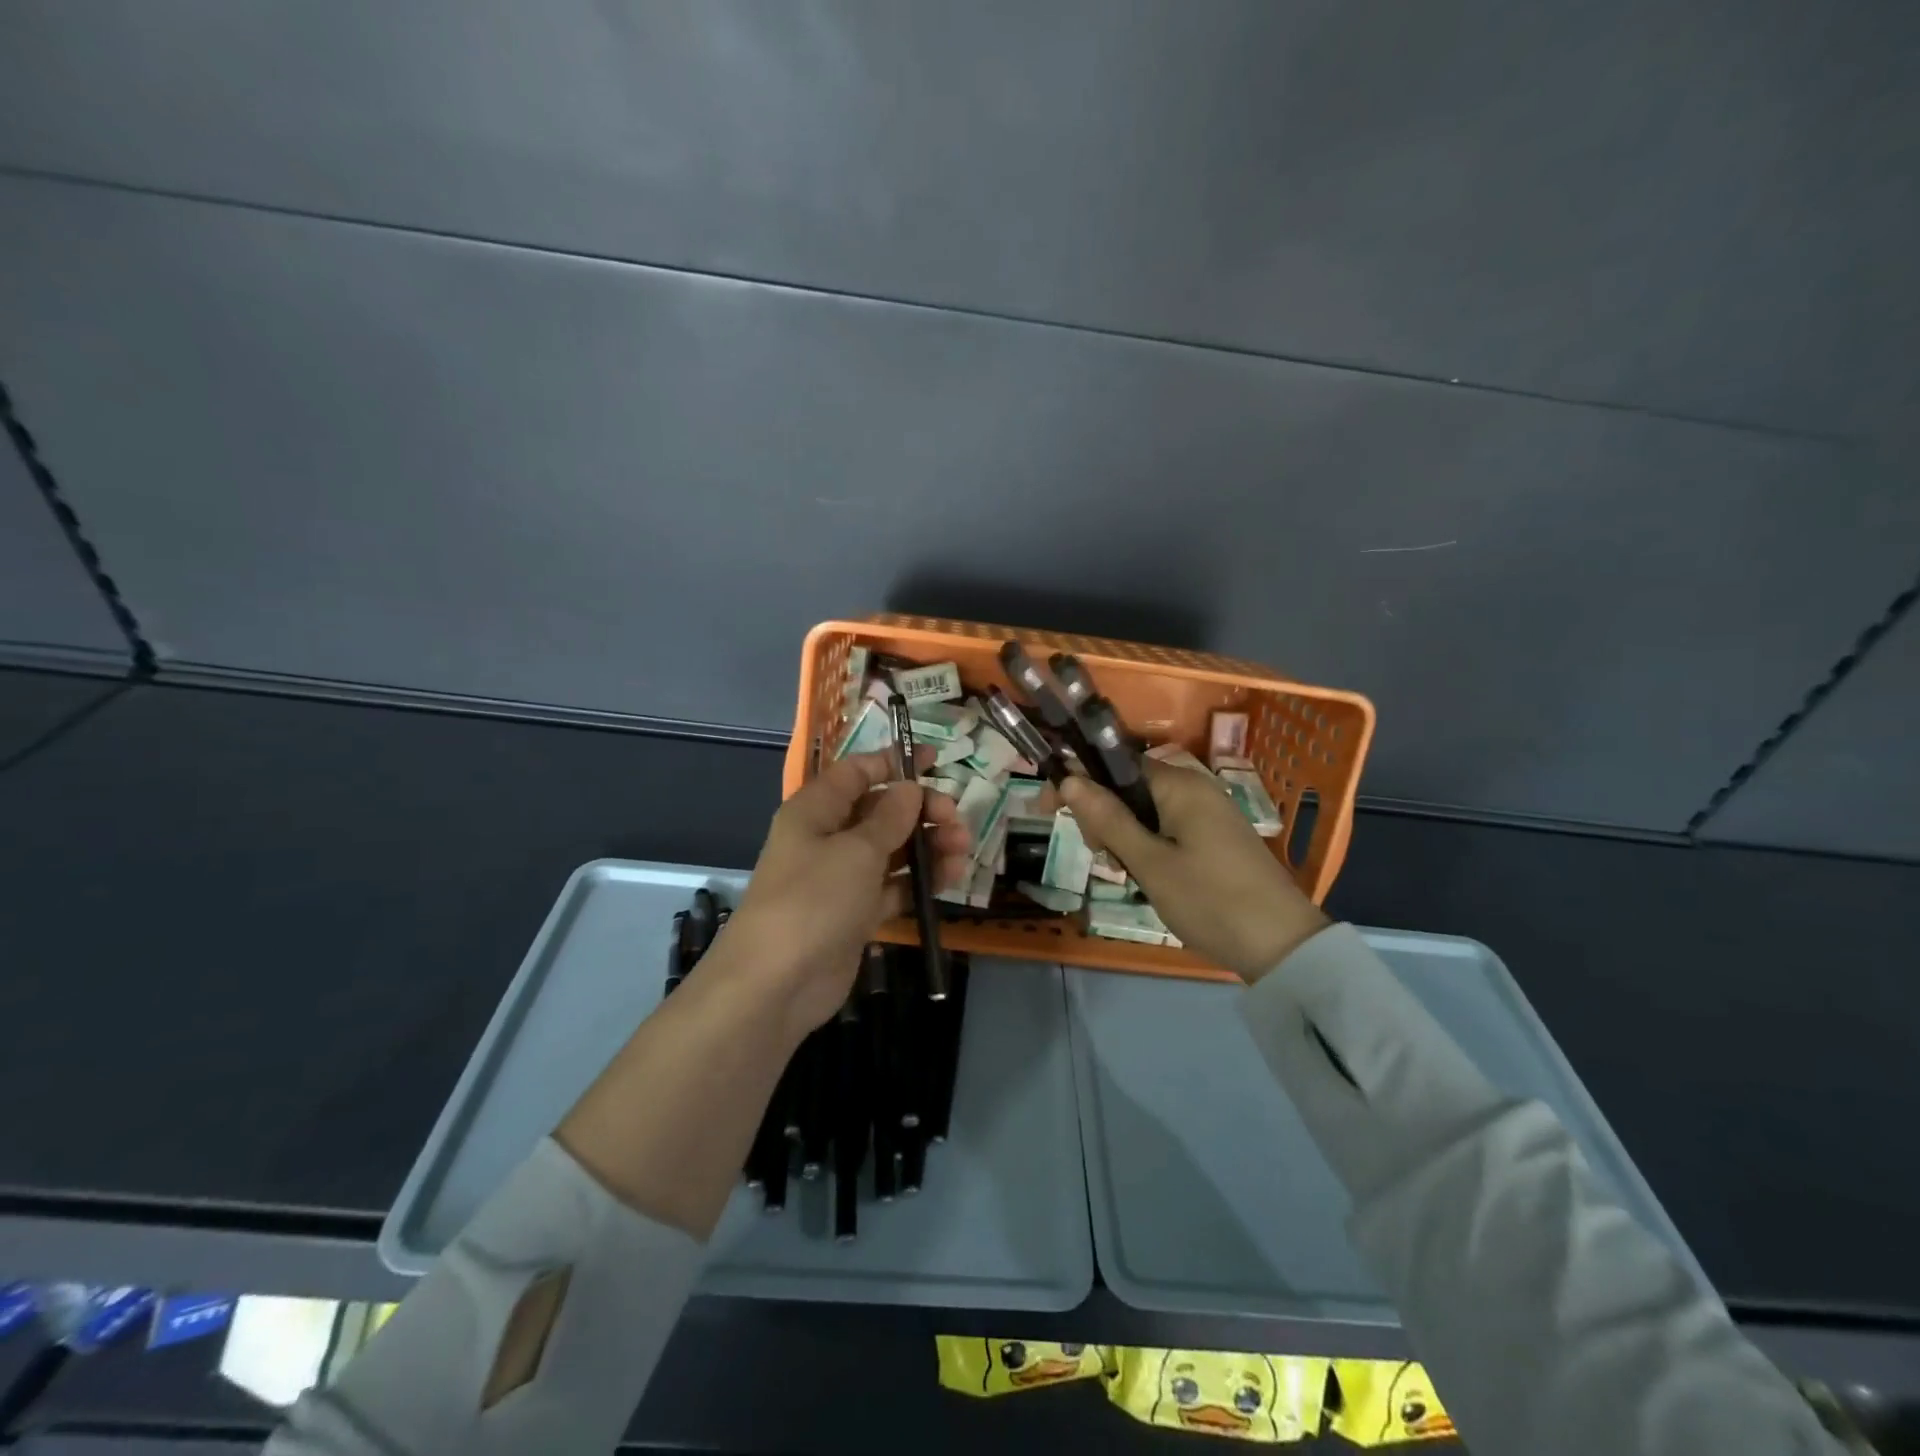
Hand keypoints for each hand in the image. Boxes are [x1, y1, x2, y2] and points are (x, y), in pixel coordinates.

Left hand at [717, 750, 970, 1037]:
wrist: (776, 984)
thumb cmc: (814, 900)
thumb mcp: (857, 851)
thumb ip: (890, 817)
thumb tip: (910, 788)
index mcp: (816, 810)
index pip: (857, 772)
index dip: (895, 763)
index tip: (937, 762)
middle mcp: (828, 838)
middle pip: (881, 811)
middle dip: (922, 811)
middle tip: (956, 821)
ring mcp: (841, 878)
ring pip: (892, 850)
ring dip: (928, 847)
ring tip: (962, 853)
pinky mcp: (855, 913)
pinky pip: (893, 886)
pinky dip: (919, 881)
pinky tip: (949, 880)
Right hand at [1061, 762, 1327, 980]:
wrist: (1283, 947)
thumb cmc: (1210, 900)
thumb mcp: (1150, 862)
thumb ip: (1108, 819)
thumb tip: (1069, 779)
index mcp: (1179, 785)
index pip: (1114, 765)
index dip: (1078, 783)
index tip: (1048, 810)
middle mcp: (1195, 789)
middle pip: (1128, 788)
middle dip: (1103, 817)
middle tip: (1103, 858)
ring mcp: (1208, 815)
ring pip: (1144, 813)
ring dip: (1124, 838)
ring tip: (1125, 874)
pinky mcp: (1215, 839)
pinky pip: (1166, 829)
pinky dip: (1148, 847)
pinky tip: (1146, 877)